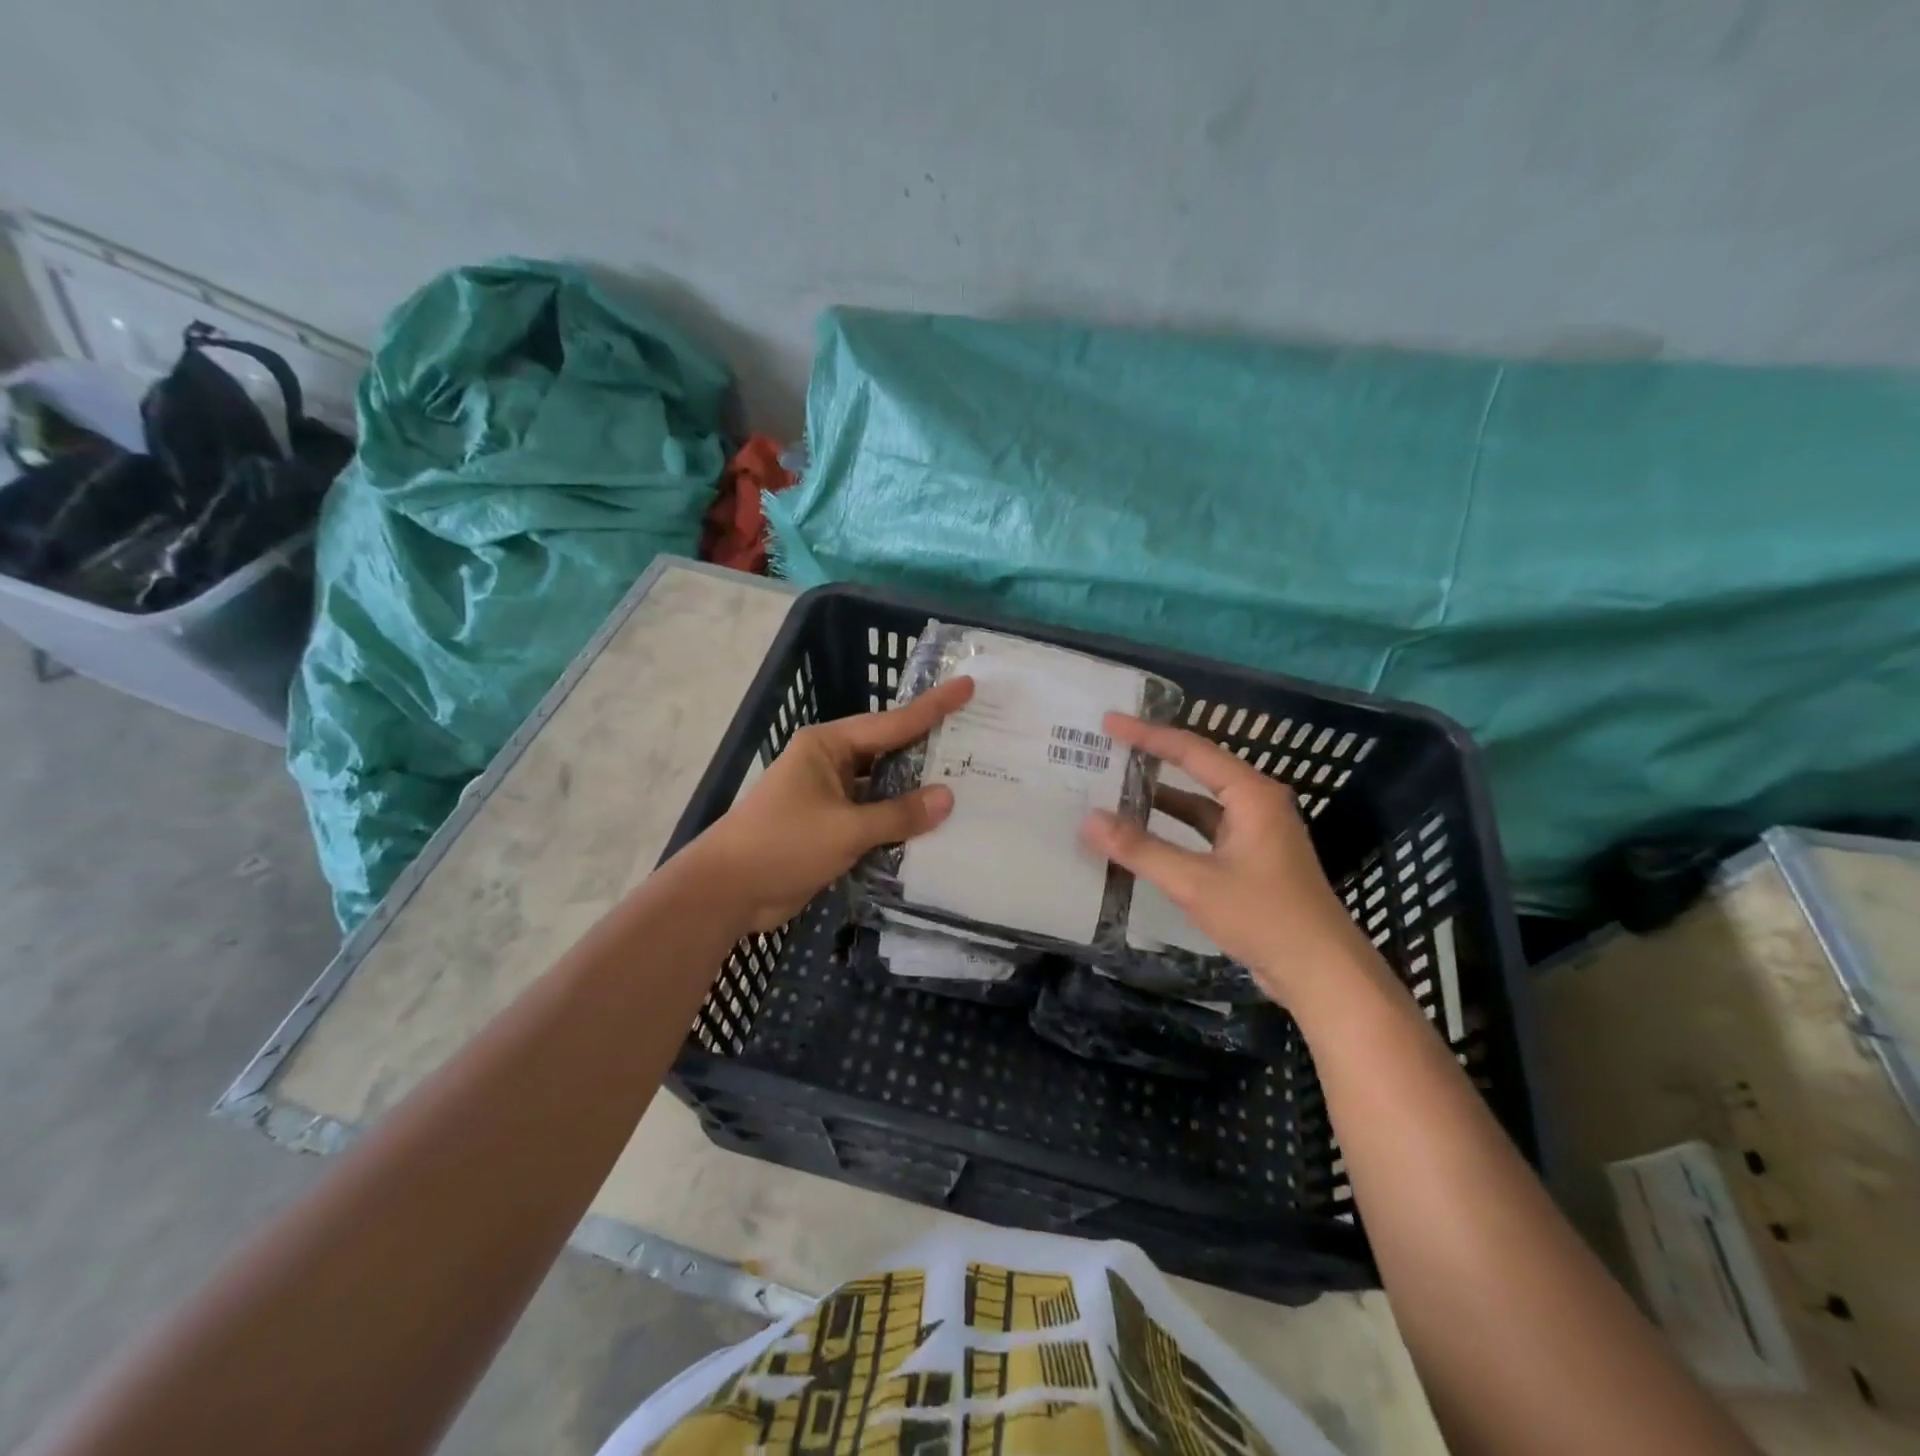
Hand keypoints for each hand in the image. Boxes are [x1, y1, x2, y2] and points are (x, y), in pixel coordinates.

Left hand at [689, 677, 974, 931]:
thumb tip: (948, 797)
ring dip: (915, 791)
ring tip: (966, 783)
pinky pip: (873, 817)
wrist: (727, 891)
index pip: (891, 723)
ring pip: (882, 787)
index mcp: (827, 746)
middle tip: (976, 738)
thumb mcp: (845, 829)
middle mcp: (829, 764)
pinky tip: (933, 827)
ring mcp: (829, 797)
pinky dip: (898, 822)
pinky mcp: (829, 828)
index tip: (967, 687)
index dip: (932, 707)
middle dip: (928, 749)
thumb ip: (898, 814)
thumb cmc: (782, 845)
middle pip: (888, 751)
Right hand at [1080, 714, 1382, 1007]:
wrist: (1321, 973)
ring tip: (1116, 788)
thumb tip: (1089, 820)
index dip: (1147, 735)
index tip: (1109, 723)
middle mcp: (1256, 804)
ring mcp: (1255, 833)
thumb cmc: (1264, 917)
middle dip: (1153, 759)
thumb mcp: (1196, 882)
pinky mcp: (1251, 860)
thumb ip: (1141, 849)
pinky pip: (1204, 830)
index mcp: (1251, 795)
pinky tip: (1144, 835)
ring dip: (1161, 797)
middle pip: (1197, 769)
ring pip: (1200, 803)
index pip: (1191, 751)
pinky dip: (1174, 828)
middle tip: (1108, 750)